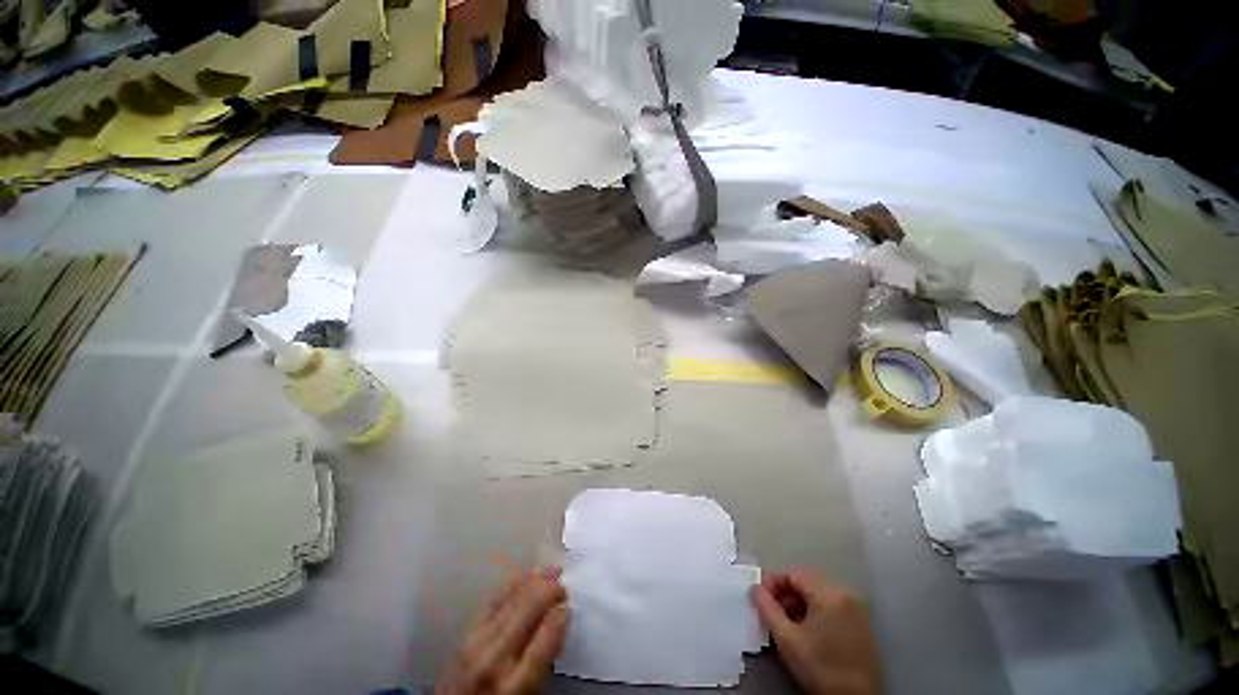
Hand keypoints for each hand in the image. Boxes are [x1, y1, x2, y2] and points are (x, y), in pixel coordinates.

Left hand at [439, 571, 568, 694]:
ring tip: (551, 571)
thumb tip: (560, 620)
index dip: (561, 614)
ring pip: (512, 597)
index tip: (568, 606)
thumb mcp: (530, 693)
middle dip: (550, 590)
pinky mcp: (466, 632)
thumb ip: (546, 659)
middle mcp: (496, 659)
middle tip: (563, 586)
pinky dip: (514, 584)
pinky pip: (495, 599)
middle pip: (529, 608)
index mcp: (518, 685)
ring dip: (535, 580)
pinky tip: (526, 577)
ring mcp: (477, 642)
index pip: (547, 635)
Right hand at [751, 570, 879, 694]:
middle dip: (784, 594)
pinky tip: (805, 630)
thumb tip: (755, 590)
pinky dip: (813, 610)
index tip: (760, 600)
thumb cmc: (820, 668)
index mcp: (828, 593)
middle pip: (805, 580)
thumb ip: (767, 609)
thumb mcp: (787, 639)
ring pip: (816, 592)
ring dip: (797, 602)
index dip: (772, 583)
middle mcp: (844, 593)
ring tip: (786, 623)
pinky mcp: (860, 621)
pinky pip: (829, 603)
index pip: (792, 573)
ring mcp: (855, 607)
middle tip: (771, 612)